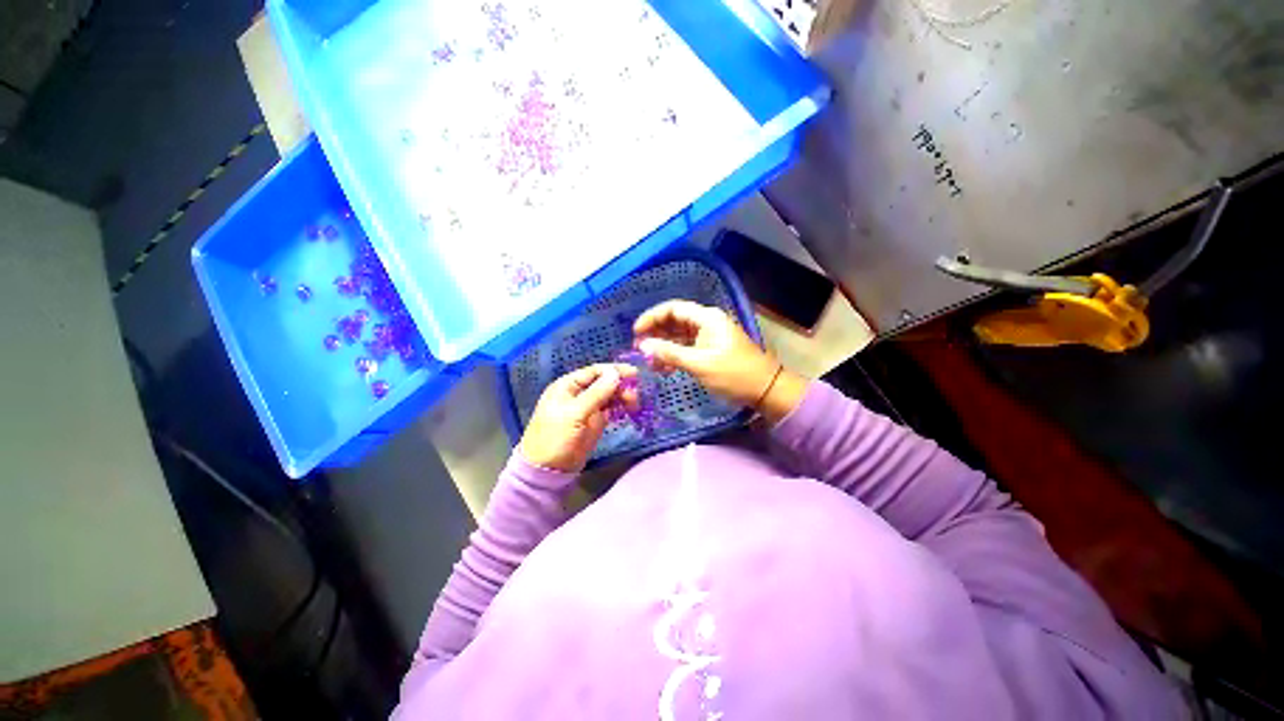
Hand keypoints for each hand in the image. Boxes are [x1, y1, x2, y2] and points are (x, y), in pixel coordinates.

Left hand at [520, 364, 637, 472]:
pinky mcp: (594, 421)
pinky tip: (630, 409)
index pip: (594, 371)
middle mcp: (578, 393)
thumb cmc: (555, 438)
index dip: (614, 370)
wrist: (548, 471)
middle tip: (635, 394)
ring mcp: (587, 408)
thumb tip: (615, 373)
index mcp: (567, 386)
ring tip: (634, 404)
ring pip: (609, 395)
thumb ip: (596, 393)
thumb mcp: (574, 413)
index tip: (634, 373)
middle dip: (620, 385)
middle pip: (603, 382)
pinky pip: (610, 409)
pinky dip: (620, 407)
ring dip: (622, 396)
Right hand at [634, 300, 806, 421]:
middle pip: (674, 321)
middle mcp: (706, 322)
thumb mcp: (699, 364)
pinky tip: (664, 368)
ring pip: (679, 336)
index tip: (635, 332)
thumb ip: (670, 353)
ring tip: (649, 362)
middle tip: (638, 349)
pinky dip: (674, 356)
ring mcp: (709, 337)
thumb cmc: (734, 374)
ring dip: (663, 347)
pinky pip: (687, 348)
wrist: (766, 389)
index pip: (673, 309)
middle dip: (656, 333)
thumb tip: (643, 346)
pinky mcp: (710, 350)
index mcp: (706, 318)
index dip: (652, 317)